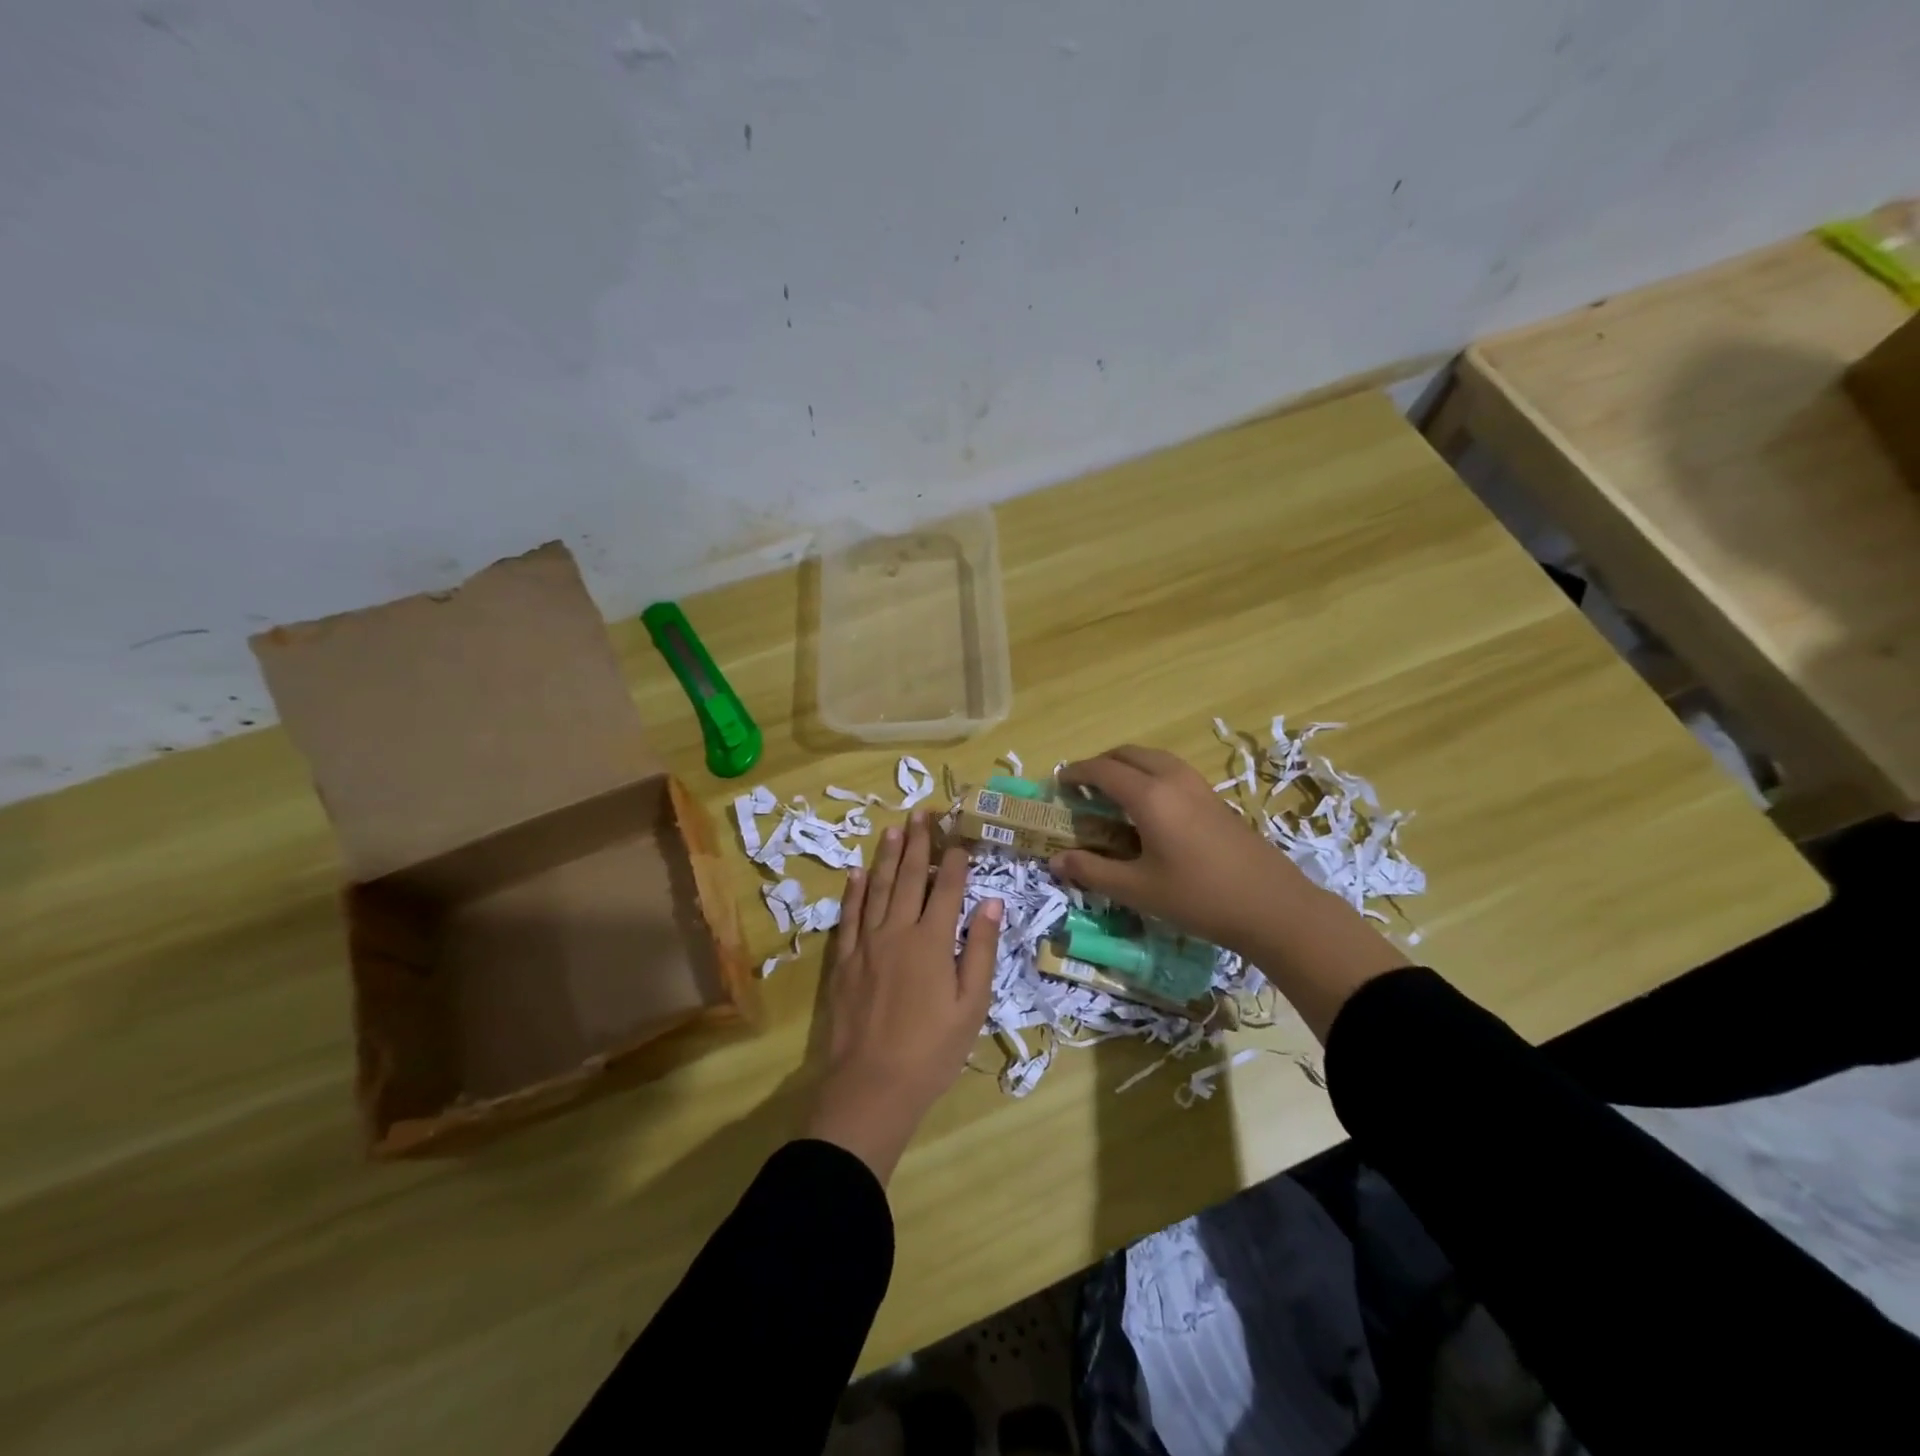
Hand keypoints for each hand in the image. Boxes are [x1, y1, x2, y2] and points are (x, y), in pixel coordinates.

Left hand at [803, 812, 1002, 1183]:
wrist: (872, 1086)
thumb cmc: (932, 1050)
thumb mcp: (971, 1004)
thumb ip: (980, 949)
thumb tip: (990, 901)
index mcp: (932, 941)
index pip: (947, 888)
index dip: (955, 860)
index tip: (960, 835)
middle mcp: (897, 931)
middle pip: (909, 877)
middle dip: (918, 843)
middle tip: (922, 813)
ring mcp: (866, 943)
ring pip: (877, 888)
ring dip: (886, 856)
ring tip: (893, 829)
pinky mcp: (844, 960)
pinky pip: (848, 915)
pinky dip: (853, 891)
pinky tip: (856, 872)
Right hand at [1050, 745, 1305, 950]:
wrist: (1273, 907)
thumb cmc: (1199, 898)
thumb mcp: (1138, 890)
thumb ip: (1093, 872)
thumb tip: (1056, 861)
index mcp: (1149, 796)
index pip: (1102, 770)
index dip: (1076, 773)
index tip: (1058, 783)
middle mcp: (1173, 780)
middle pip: (1129, 753)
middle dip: (1100, 763)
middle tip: (1082, 786)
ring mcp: (1199, 786)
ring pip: (1154, 758)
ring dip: (1127, 765)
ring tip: (1113, 791)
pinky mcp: (1216, 798)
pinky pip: (1172, 770)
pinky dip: (1149, 774)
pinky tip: (1150, 807)